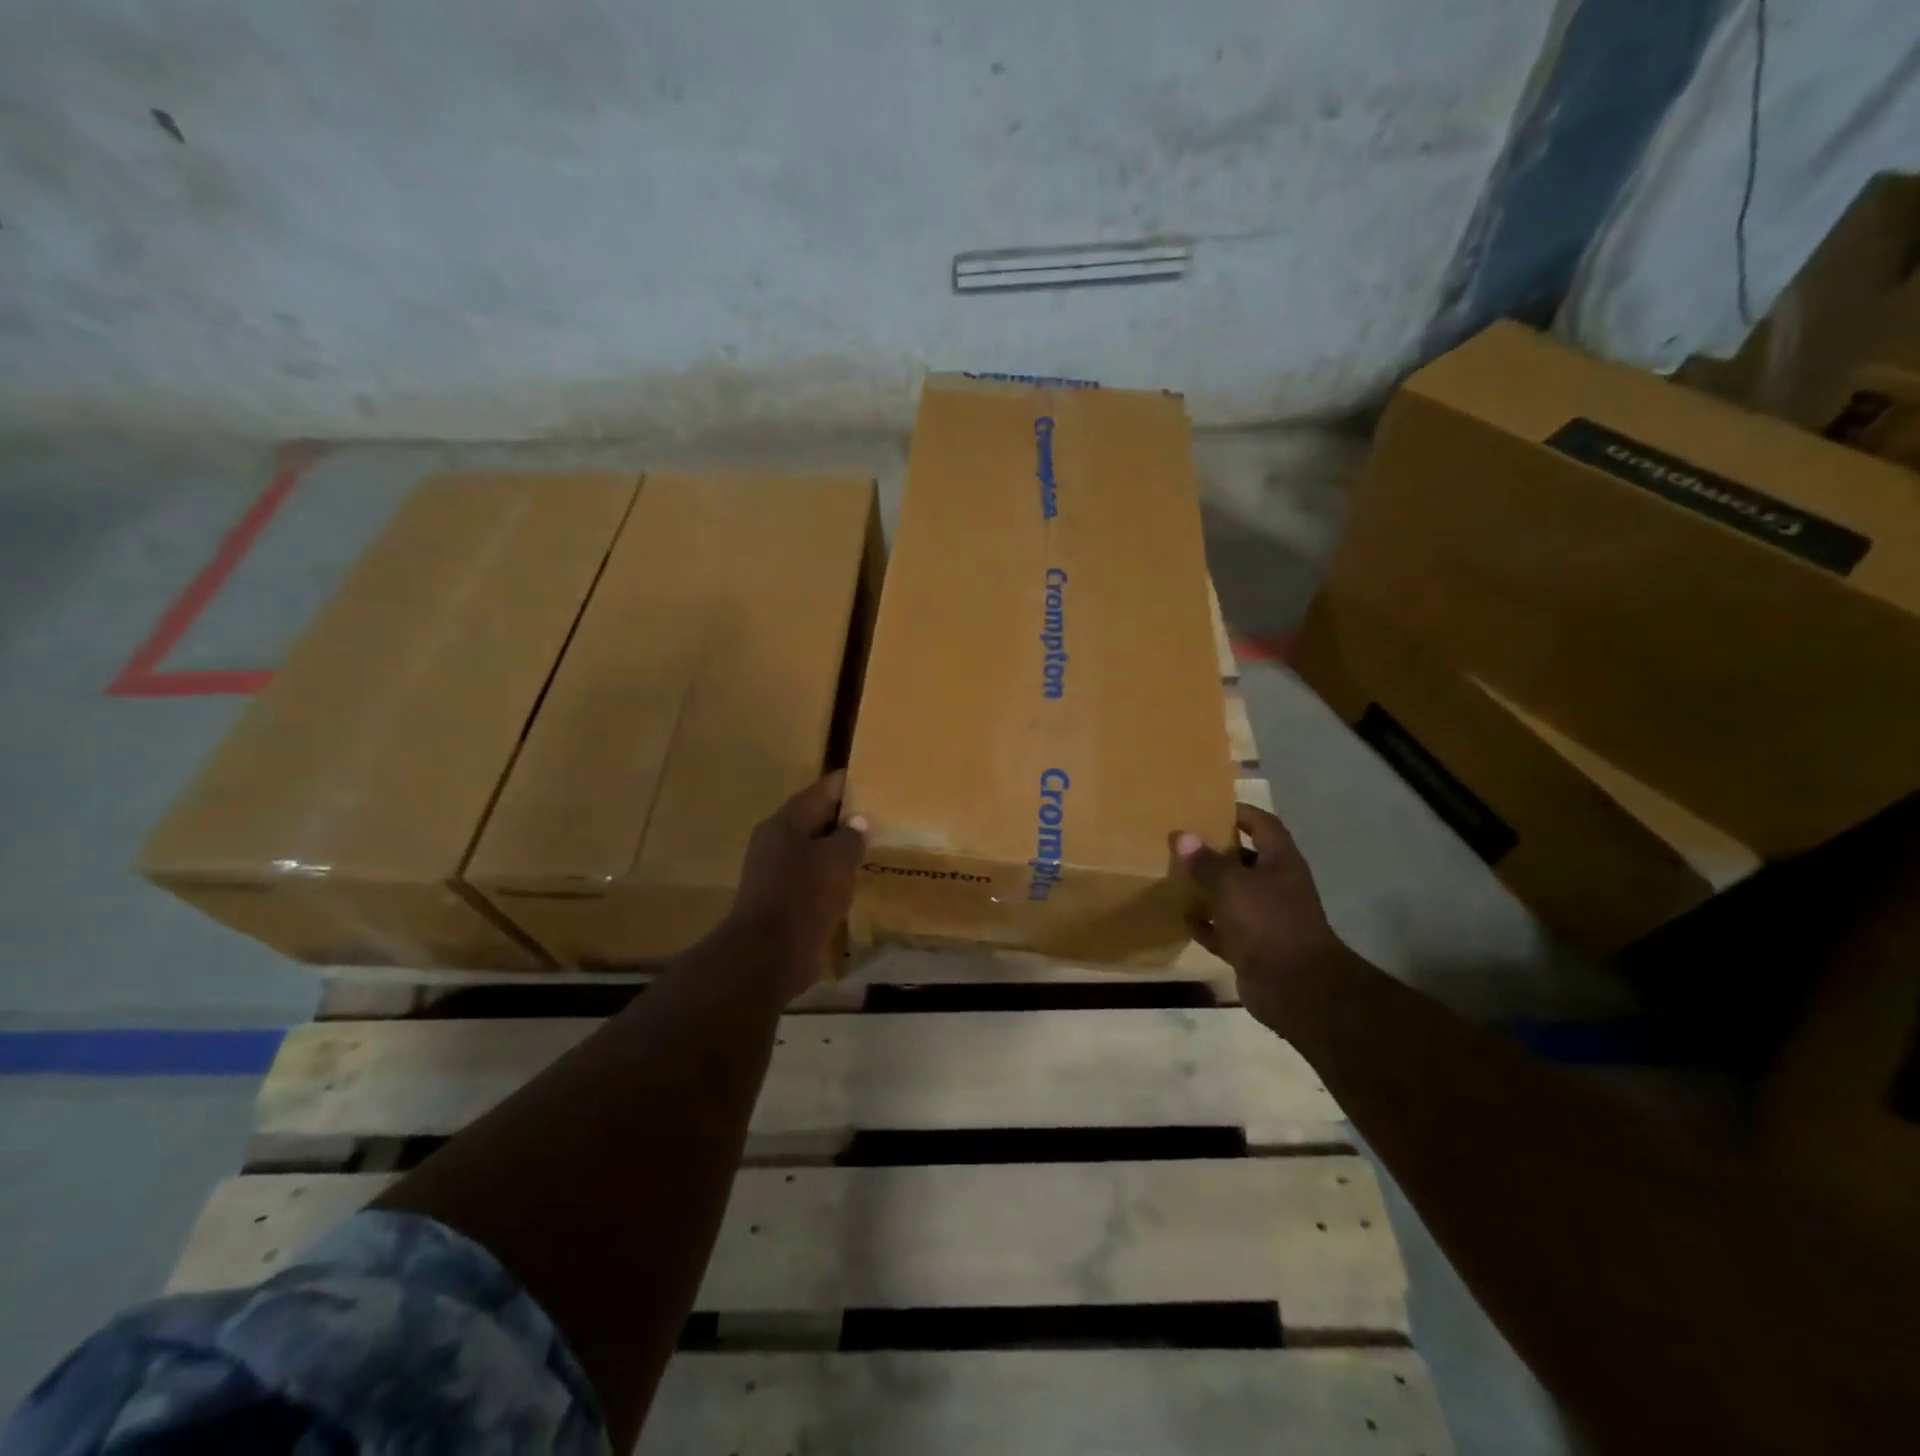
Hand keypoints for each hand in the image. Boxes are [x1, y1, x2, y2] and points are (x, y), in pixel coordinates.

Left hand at [721, 770, 867, 999]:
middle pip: (816, 818)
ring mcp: (776, 870)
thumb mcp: (836, 861)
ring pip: (814, 849)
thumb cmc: (803, 896)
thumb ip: (850, 837)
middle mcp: (777, 839)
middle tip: (882, 816)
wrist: (768, 955)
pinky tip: (853, 881)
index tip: (878, 781)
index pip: (823, 789)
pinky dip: (831, 875)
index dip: (850, 783)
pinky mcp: (781, 898)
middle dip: (846, 817)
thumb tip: (858, 821)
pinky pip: (811, 877)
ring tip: (873, 848)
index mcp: (787, 821)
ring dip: (839, 849)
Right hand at [1175, 803, 1347, 1031]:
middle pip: (1245, 860)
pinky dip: (1206, 924)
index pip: (1262, 825)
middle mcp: (1276, 886)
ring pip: (1233, 896)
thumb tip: (1182, 836)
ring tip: (1176, 875)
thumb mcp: (1231, 884)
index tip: (1209, 806)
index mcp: (1280, 862)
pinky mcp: (1253, 948)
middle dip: (1216, 851)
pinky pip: (1225, 929)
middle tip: (1183, 841)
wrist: (1296, 988)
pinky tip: (1183, 917)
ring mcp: (1266, 919)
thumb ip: (1205, 862)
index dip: (1240, 812)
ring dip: (1208, 888)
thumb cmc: (1267, 922)